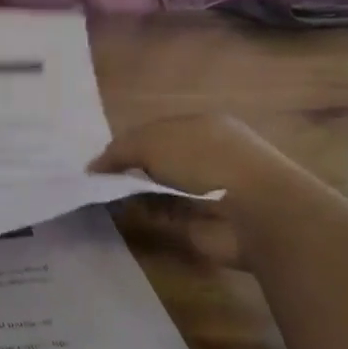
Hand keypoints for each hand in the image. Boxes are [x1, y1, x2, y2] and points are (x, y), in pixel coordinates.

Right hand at [91, 115, 304, 267]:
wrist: (254, 212)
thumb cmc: (205, 161)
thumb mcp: (154, 142)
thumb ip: (120, 150)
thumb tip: (93, 167)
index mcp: (201, 126)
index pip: (154, 131)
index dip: (125, 144)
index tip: (98, 162)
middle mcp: (205, 155)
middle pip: (156, 160)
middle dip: (128, 169)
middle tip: (95, 182)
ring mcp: (206, 191)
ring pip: (158, 189)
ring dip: (134, 194)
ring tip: (101, 199)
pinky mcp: (203, 222)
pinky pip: (165, 215)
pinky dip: (145, 216)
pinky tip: (124, 216)